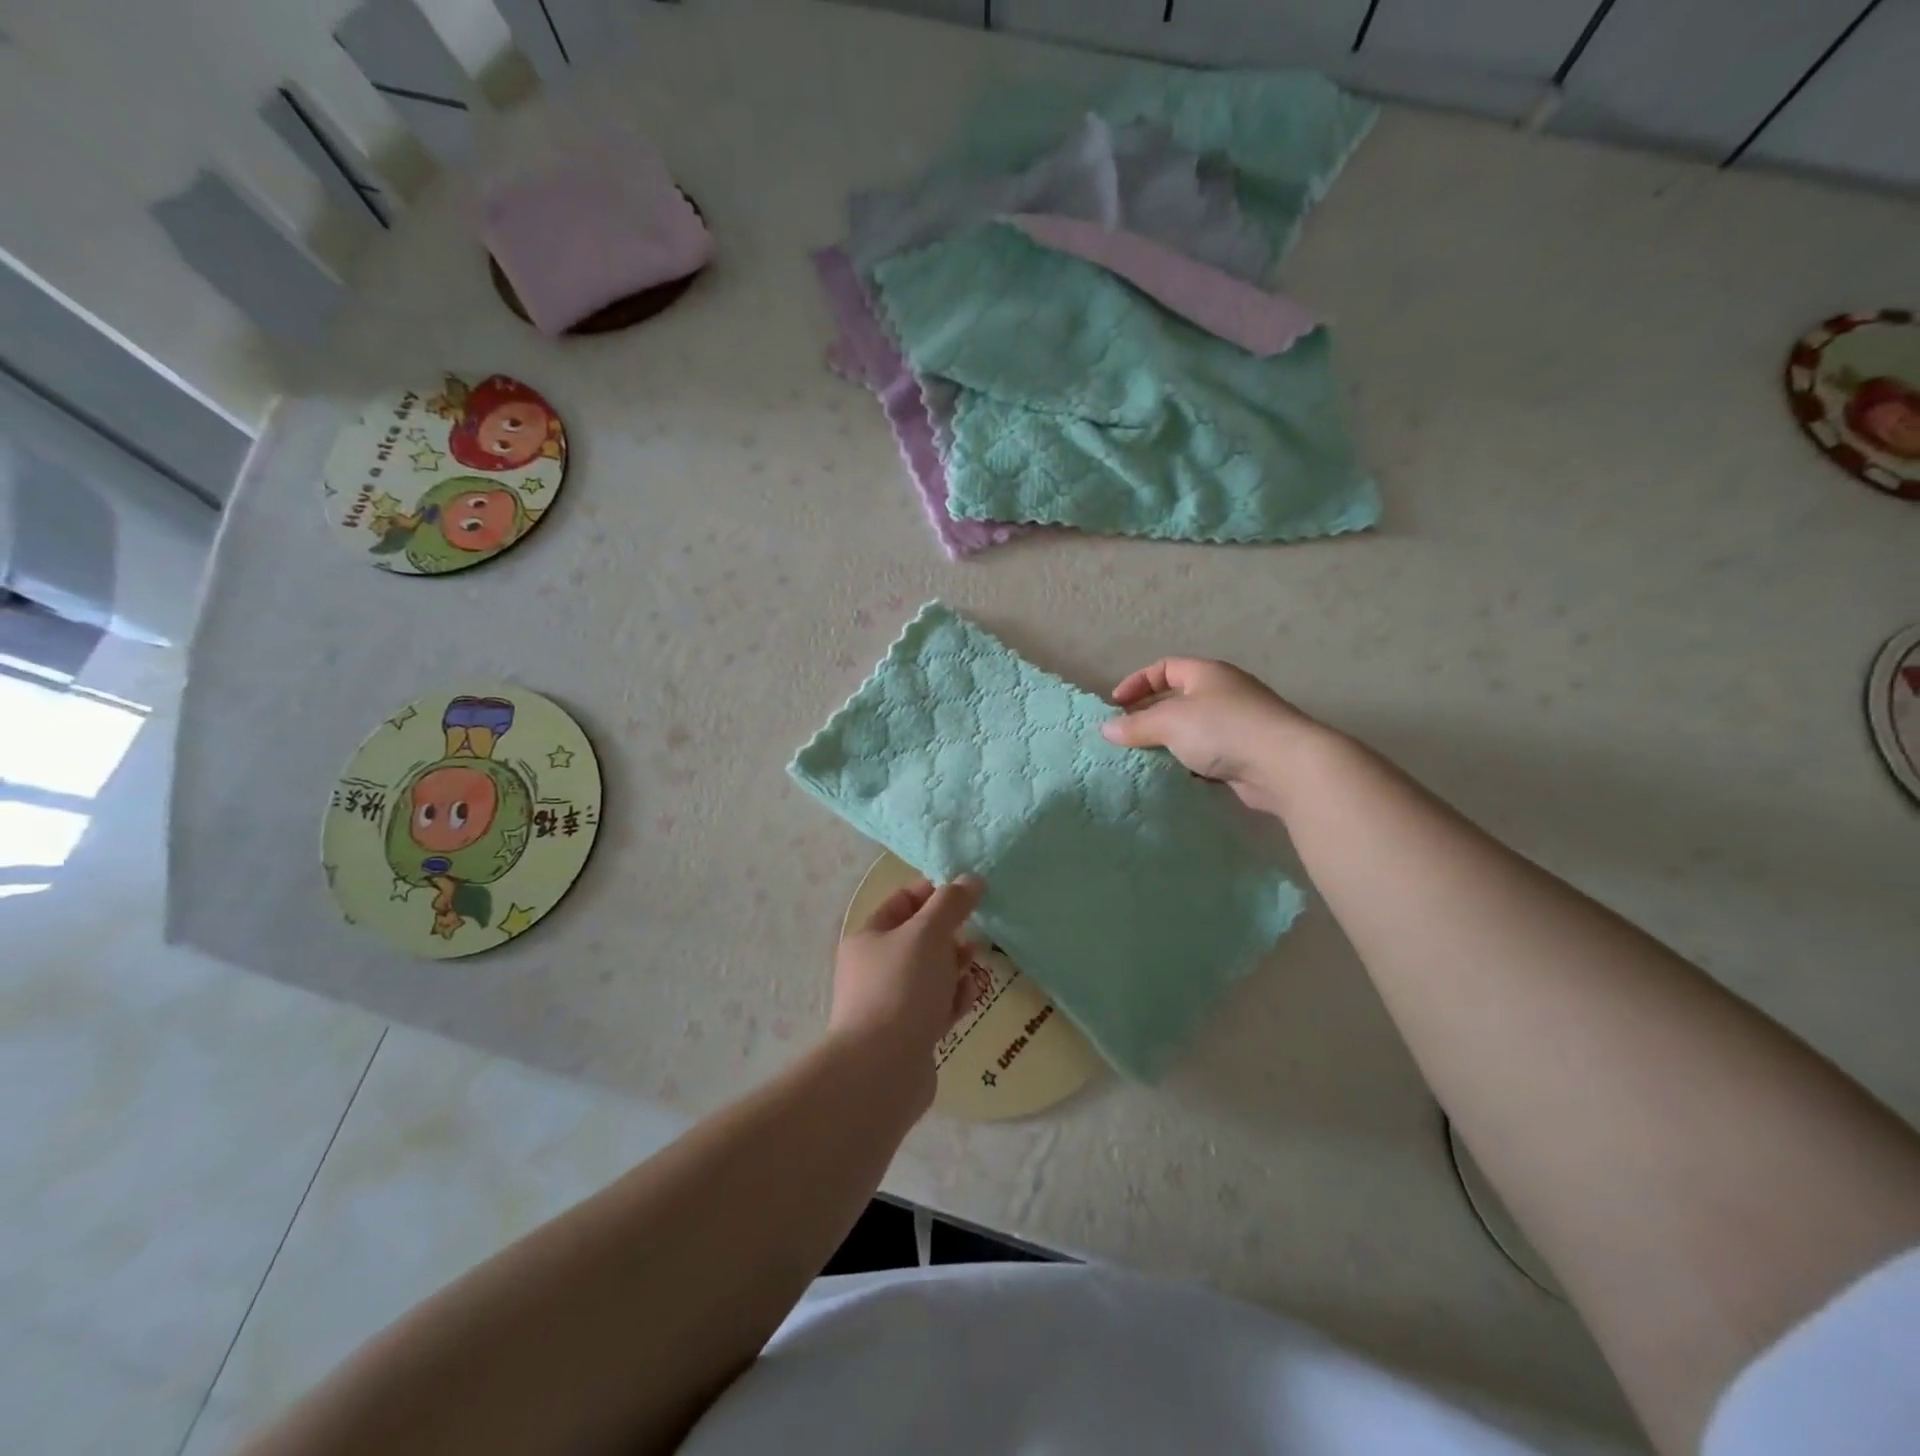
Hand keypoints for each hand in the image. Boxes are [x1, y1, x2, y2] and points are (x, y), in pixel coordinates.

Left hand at [830, 876, 985, 1095]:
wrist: (883, 1070)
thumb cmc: (902, 987)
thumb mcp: (928, 933)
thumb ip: (951, 903)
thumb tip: (971, 879)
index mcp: (869, 937)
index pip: (903, 901)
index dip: (935, 893)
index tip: (969, 893)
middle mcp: (875, 968)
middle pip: (920, 939)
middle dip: (951, 934)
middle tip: (976, 933)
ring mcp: (892, 1003)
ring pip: (932, 974)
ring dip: (956, 967)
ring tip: (974, 966)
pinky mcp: (909, 1034)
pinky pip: (937, 1006)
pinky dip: (954, 999)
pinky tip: (966, 999)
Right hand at [1100, 657, 1322, 816]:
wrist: (1284, 765)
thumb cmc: (1222, 730)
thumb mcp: (1170, 722)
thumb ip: (1136, 725)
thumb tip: (1106, 728)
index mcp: (1207, 674)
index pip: (1165, 668)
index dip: (1138, 682)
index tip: (1116, 705)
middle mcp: (1223, 693)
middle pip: (1177, 699)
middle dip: (1149, 715)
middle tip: (1125, 735)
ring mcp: (1237, 725)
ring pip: (1192, 730)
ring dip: (1168, 743)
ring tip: (1143, 759)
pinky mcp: (1245, 755)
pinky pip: (1207, 755)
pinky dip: (1188, 763)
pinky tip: (1173, 777)